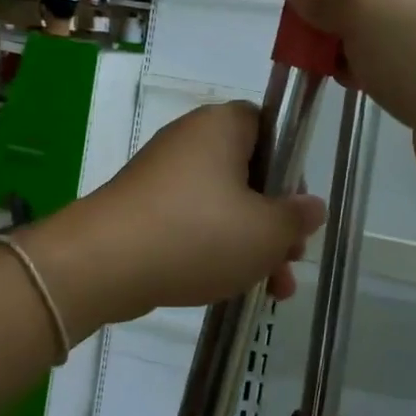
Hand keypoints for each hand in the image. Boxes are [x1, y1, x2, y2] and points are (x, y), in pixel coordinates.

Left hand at [28, 103, 325, 335]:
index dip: (292, 169)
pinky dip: (214, 247)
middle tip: (290, 259)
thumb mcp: (265, 232)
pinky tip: (231, 285)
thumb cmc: (197, 234)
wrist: (103, 263)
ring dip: (251, 243)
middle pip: (250, 173)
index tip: (298, 210)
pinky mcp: (144, 206)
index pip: (272, 127)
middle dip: (275, 221)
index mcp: (223, 126)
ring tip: (273, 289)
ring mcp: (163, 174)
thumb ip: (297, 218)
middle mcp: (191, 139)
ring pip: (223, 204)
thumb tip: (311, 207)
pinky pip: (192, 220)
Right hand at [278, 0, 415, 202]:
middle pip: (394, 4)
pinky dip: (385, 82)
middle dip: (351, 24)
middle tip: (315, 43)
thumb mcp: (369, 10)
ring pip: (401, 45)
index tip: (312, 7)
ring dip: (363, 55)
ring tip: (328, 69)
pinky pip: (414, 78)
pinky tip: (357, 91)